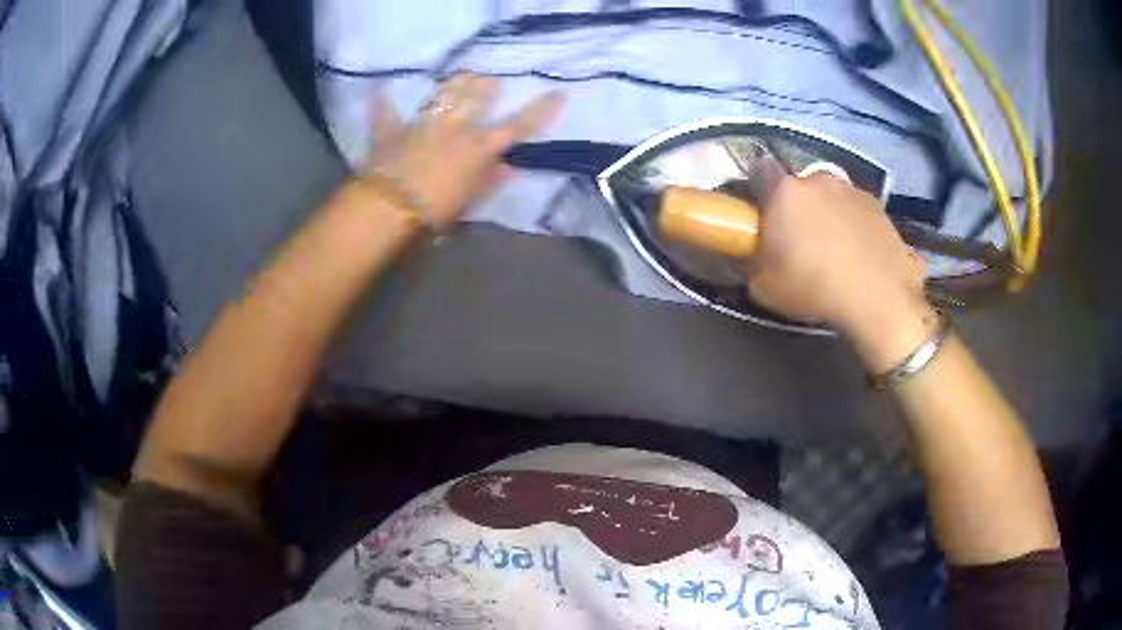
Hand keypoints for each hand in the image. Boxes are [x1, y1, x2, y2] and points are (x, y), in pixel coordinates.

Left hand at [364, 74, 562, 226]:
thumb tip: (509, 167)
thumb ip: (489, 181)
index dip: (540, 110)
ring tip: (460, 76)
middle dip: (486, 86)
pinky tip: (379, 90)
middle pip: (476, 96)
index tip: (558, 93)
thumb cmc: (435, 210)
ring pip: (442, 94)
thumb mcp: (469, 200)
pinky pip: (385, 112)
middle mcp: (453, 126)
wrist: (388, 208)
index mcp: (478, 146)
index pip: (517, 125)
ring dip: (453, 84)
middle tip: (489, 82)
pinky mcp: (391, 131)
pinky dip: (382, 103)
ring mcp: (422, 124)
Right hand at [745, 174, 934, 369]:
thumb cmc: (814, 287)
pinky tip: (859, 255)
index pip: (759, 170)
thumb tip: (750, 257)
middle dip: (797, 206)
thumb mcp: (765, 288)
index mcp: (784, 191)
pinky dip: (854, 226)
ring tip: (835, 250)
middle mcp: (818, 179)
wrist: (878, 297)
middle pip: (800, 186)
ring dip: (828, 214)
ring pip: (831, 197)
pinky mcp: (879, 207)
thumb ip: (751, 265)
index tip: (761, 214)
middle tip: (799, 239)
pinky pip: (857, 211)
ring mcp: (852, 190)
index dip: (758, 190)